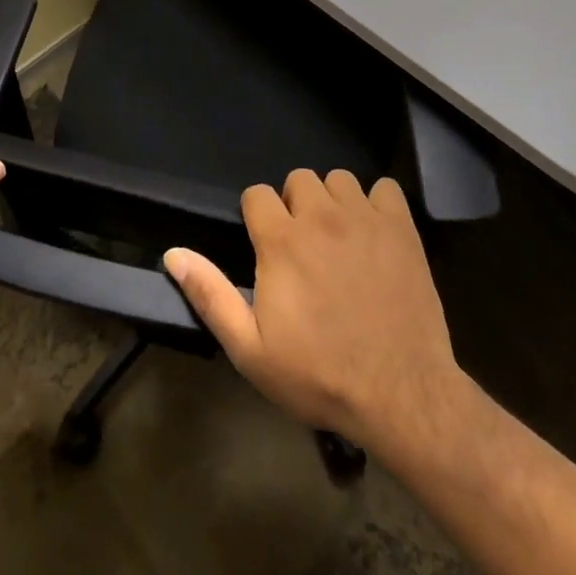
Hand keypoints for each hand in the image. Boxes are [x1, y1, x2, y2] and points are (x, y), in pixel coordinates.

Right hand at [164, 169, 463, 453]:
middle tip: (304, 246)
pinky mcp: (401, 227)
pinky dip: (378, 204)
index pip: (257, 193)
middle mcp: (320, 215)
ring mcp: (364, 218)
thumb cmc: (319, 375)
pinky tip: (376, 233)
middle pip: (299, 179)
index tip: (266, 246)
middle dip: (295, 205)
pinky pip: (385, 188)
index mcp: (281, 240)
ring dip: (334, 202)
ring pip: (339, 179)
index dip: (257, 216)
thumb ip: (210, 295)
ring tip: (340, 238)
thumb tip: (173, 253)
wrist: (401, 396)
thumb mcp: (251, 350)